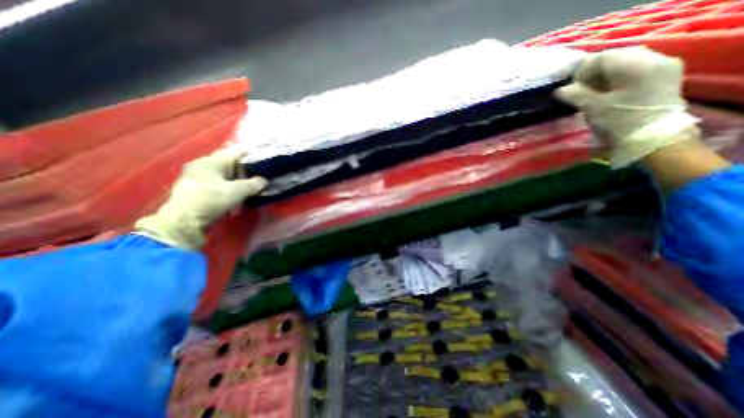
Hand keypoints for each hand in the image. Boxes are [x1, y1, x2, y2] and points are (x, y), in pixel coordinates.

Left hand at [136, 149, 267, 250]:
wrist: (184, 223)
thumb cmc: (211, 201)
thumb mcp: (237, 191)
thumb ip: (254, 184)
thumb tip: (264, 180)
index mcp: (211, 160)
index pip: (237, 151)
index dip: (253, 155)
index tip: (267, 162)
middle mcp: (203, 165)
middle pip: (232, 163)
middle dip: (248, 169)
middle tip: (263, 176)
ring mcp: (199, 177)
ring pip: (226, 174)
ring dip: (240, 179)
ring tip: (254, 186)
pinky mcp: (198, 189)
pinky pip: (220, 183)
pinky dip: (232, 186)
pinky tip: (240, 194)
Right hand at [554, 45, 701, 168]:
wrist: (654, 141)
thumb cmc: (619, 123)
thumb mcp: (591, 108)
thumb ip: (574, 95)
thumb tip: (559, 90)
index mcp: (635, 64)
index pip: (602, 57)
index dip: (581, 71)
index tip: (569, 88)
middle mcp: (654, 59)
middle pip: (615, 58)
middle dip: (593, 73)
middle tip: (578, 92)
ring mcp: (663, 69)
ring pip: (626, 65)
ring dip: (605, 77)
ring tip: (591, 95)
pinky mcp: (665, 80)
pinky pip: (637, 72)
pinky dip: (619, 80)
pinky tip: (609, 95)